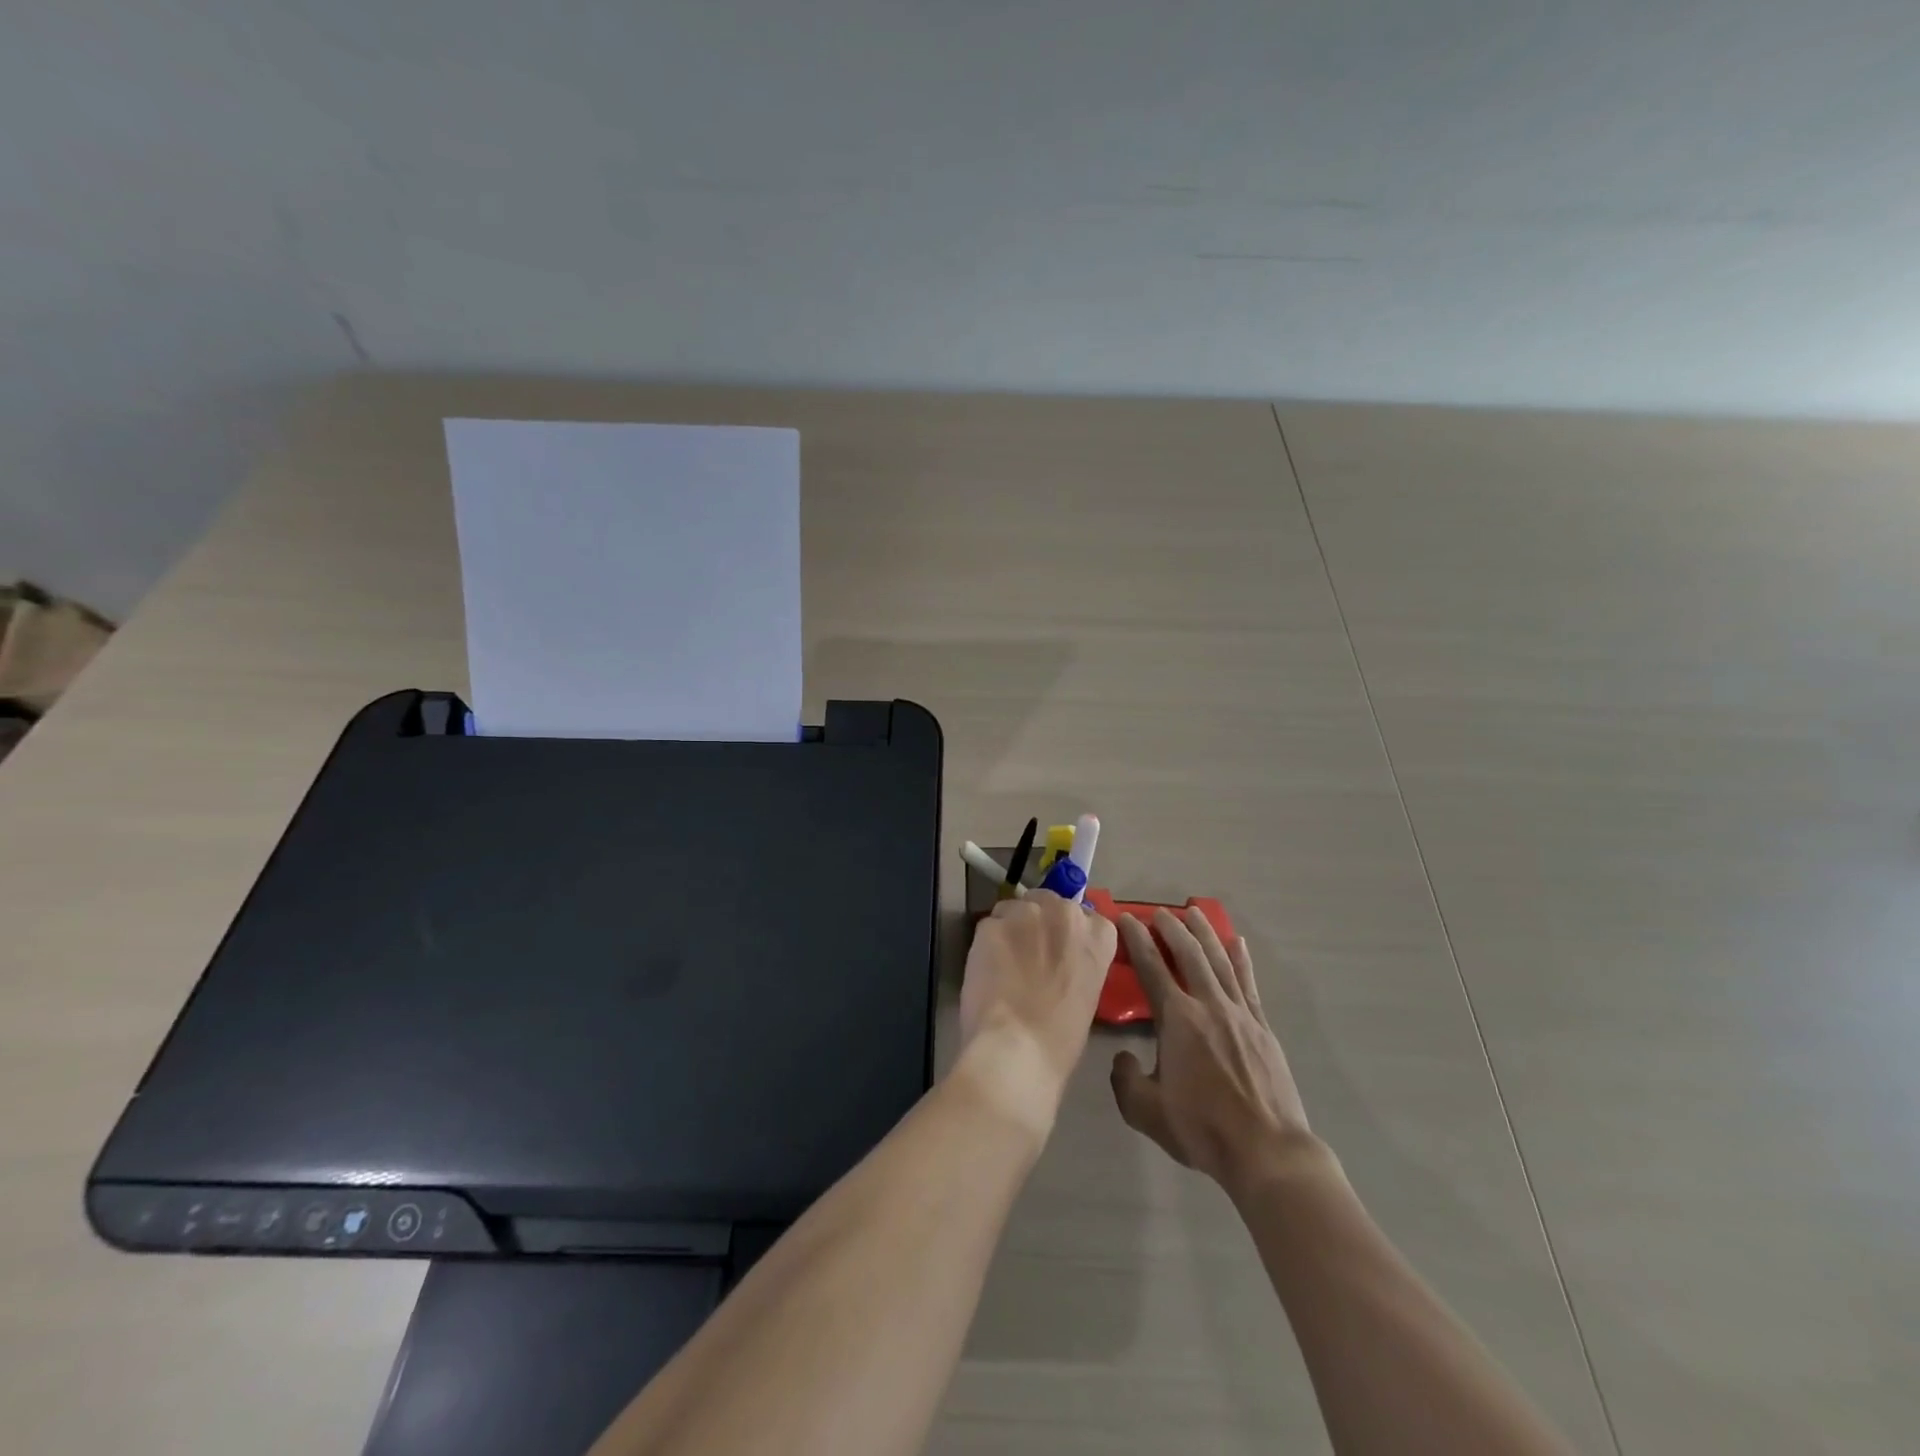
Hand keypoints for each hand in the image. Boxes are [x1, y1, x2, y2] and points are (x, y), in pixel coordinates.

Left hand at [957, 891, 1117, 1132]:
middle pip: (1047, 902)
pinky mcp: (991, 923)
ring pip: (1013, 908)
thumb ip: (1077, 962)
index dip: (1066, 931)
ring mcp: (1026, 914)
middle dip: (1037, 922)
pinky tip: (985, 971)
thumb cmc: (1061, 1039)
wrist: (1018, 1050)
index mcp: (1098, 934)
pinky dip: (986, 944)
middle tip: (1028, 953)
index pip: (1085, 915)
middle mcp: (1065, 913)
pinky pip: (988, 926)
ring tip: (1002, 962)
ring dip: (1010, 928)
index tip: (1058, 949)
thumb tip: (1058, 958)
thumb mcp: (1087, 994)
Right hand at [1110, 908, 1315, 1196]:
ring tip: (1194, 912)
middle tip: (1158, 911)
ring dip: (1205, 933)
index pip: (1151, 968)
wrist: (1266, 1151)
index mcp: (1177, 1020)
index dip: (1136, 940)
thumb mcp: (1145, 1111)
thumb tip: (1122, 1056)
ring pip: (1219, 960)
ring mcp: (1239, 1013)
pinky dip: (1241, 959)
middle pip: (1188, 954)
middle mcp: (1207, 1005)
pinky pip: (1248, 983)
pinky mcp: (1262, 1027)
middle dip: (1171, 928)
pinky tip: (1238, 943)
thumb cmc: (1202, 1129)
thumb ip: (1124, 1079)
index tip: (1126, 918)